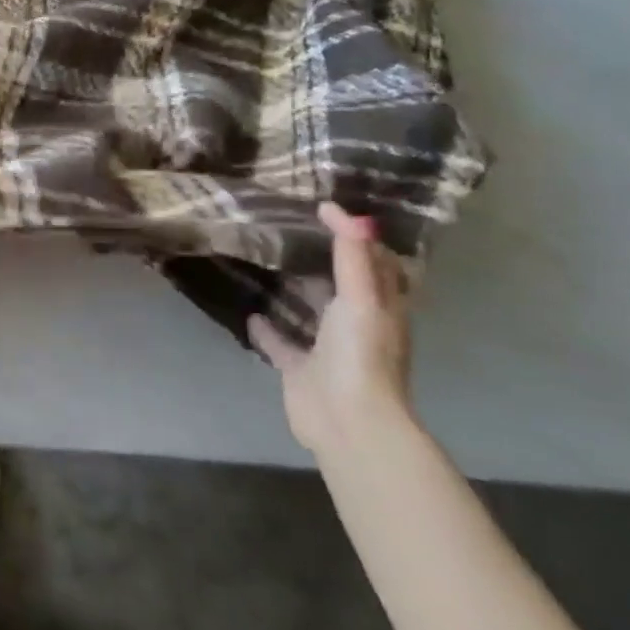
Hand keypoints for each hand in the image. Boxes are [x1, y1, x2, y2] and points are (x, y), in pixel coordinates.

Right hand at [249, 202, 414, 457]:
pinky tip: (248, 310)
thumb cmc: (361, 353)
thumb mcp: (360, 296)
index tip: (327, 210)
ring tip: (266, 262)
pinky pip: (282, 342)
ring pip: (311, 312)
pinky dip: (267, 327)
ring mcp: (328, 348)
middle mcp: (357, 324)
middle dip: (323, 260)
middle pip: (342, 285)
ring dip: (294, 291)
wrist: (347, 420)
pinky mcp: (299, 368)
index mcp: (381, 307)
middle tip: (289, 229)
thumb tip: (340, 210)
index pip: (377, 264)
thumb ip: (351, 254)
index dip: (359, 237)